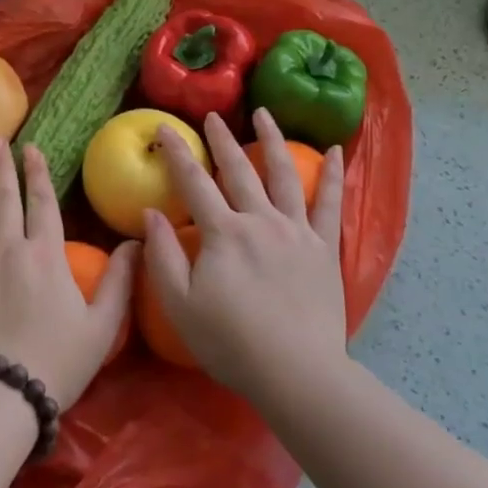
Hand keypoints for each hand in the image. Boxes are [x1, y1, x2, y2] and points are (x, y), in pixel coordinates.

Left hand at [0, 139, 136, 409]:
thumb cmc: (56, 362)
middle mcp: (8, 249)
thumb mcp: (101, 327)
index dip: (37, 173)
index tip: (30, 148)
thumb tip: (136, 241)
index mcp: (46, 256)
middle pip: (4, 197)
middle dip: (1, 164)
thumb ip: (120, 281)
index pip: (42, 203)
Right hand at [143, 109, 346, 397]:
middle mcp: (260, 220)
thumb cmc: (231, 343)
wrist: (297, 373)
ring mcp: (296, 231)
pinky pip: (330, 204)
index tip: (164, 128)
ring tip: (264, 113)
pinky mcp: (324, 248)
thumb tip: (150, 213)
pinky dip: (334, 176)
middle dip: (222, 139)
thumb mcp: (180, 305)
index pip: (193, 182)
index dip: (177, 153)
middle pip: (238, 170)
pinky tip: (337, 152)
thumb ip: (161, 256)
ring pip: (284, 174)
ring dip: (272, 140)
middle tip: (212, 116)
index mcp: (223, 233)